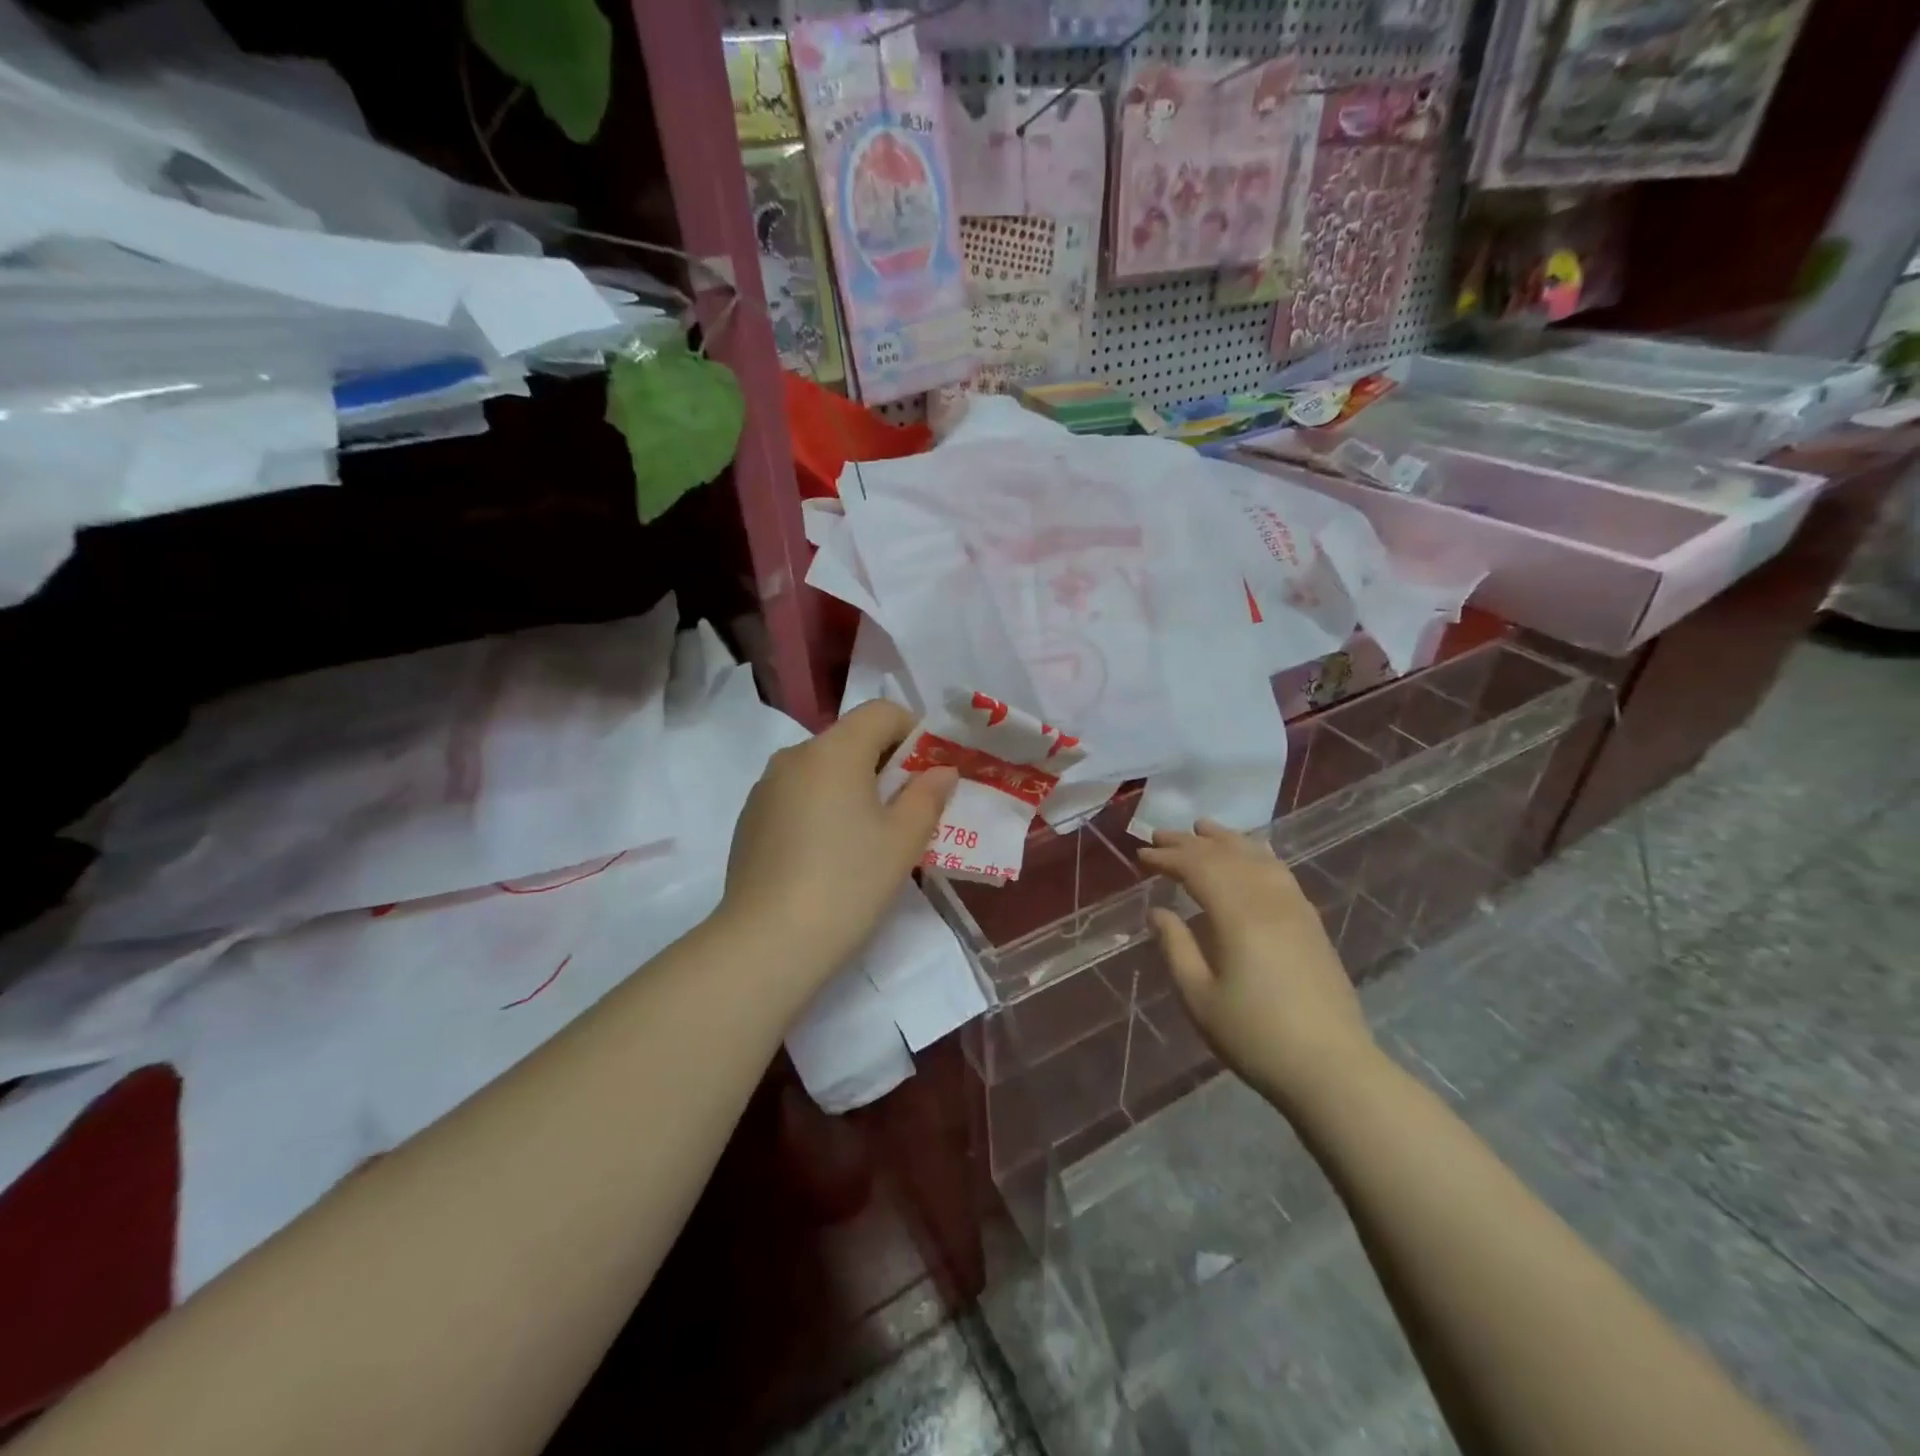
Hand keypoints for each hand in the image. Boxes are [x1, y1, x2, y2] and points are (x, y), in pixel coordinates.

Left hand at [721, 699, 955, 987]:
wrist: (767, 942)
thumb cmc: (848, 883)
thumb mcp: (903, 841)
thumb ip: (928, 796)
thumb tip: (941, 770)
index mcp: (834, 750)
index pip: (882, 712)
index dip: (914, 732)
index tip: (928, 774)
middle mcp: (795, 756)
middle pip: (851, 738)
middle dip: (885, 763)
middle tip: (907, 809)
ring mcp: (766, 787)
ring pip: (822, 768)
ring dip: (852, 785)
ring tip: (867, 836)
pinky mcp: (750, 818)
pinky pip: (798, 794)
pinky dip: (822, 806)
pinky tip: (828, 854)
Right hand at [1138, 821, 1376, 1111]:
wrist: (1332, 1069)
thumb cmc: (1255, 1036)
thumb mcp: (1199, 997)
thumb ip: (1176, 947)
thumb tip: (1159, 911)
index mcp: (1238, 915)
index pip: (1197, 868)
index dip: (1167, 858)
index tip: (1141, 855)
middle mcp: (1269, 900)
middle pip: (1226, 856)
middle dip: (1189, 843)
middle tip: (1159, 835)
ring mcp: (1295, 909)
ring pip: (1257, 857)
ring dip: (1226, 839)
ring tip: (1203, 829)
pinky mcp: (1311, 923)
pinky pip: (1279, 871)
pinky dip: (1256, 854)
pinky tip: (1250, 856)